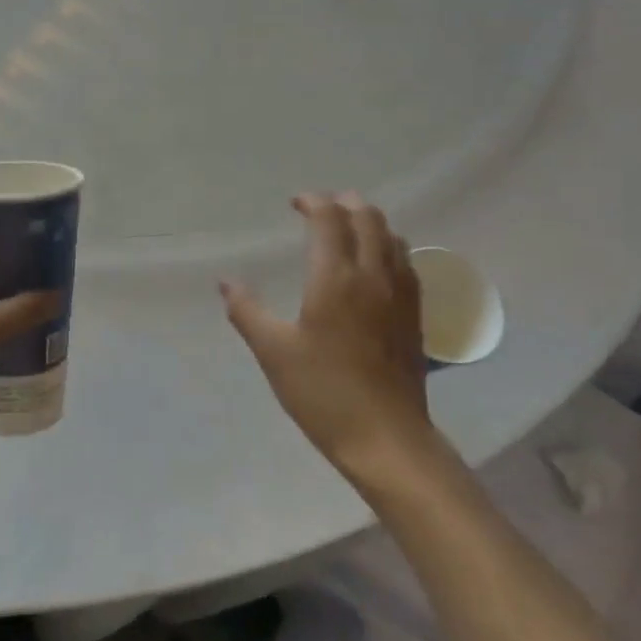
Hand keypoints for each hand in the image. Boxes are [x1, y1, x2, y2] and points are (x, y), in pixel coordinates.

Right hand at [220, 193, 433, 479]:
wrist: (386, 438)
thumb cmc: (323, 393)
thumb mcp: (274, 352)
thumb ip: (247, 311)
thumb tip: (225, 283)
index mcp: (336, 279)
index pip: (330, 219)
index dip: (313, 202)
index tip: (295, 203)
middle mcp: (374, 275)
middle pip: (367, 217)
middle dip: (343, 203)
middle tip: (319, 209)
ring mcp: (400, 294)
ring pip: (391, 236)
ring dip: (368, 221)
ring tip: (345, 229)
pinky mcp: (414, 314)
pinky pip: (405, 261)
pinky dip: (387, 245)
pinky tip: (375, 263)